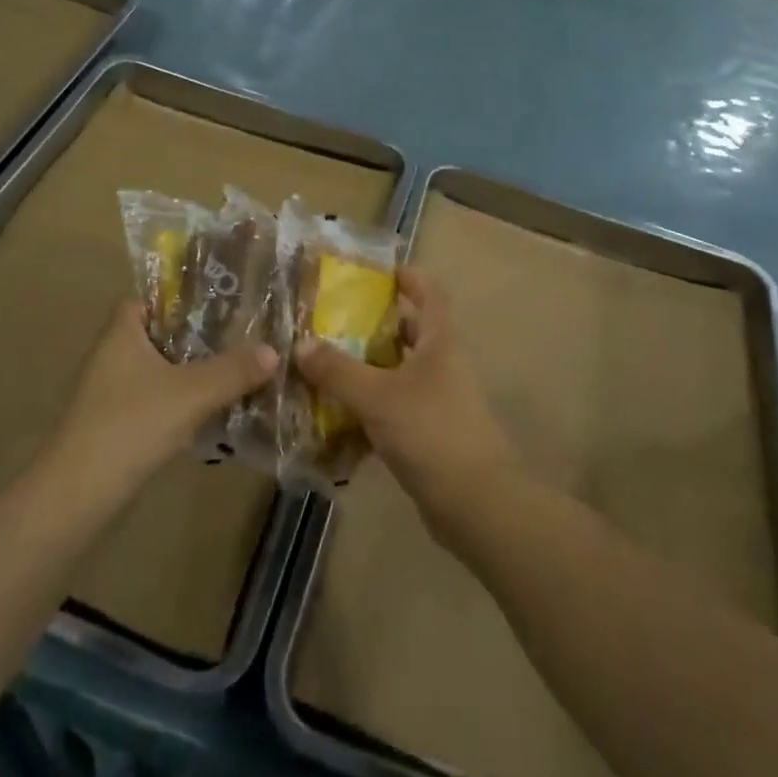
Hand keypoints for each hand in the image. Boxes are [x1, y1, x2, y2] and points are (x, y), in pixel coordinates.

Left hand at [51, 301, 277, 490]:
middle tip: (243, 332)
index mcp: (122, 332)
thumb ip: (233, 370)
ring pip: (162, 367)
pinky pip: (158, 396)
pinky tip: (215, 406)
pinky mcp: (118, 421)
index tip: (223, 299)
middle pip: (162, 332)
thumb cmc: (130, 426)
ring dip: (194, 368)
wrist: (78, 495)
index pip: (153, 297)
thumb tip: (274, 350)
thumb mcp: (191, 393)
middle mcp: (113, 353)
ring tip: (239, 366)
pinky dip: (183, 397)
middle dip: (200, 334)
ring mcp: (113, 390)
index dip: (185, 295)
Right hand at [294, 270, 517, 528]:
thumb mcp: (377, 396)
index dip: (406, 276)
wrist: (476, 504)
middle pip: (407, 332)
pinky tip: (334, 417)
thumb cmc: (431, 432)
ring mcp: (437, 401)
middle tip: (329, 321)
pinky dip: (367, 408)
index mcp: (438, 342)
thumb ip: (337, 370)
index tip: (372, 272)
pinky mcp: (428, 434)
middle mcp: (441, 365)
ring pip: (396, 372)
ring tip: (322, 365)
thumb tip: (301, 345)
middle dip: (371, 325)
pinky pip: (392, 409)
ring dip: (364, 368)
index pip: (428, 292)